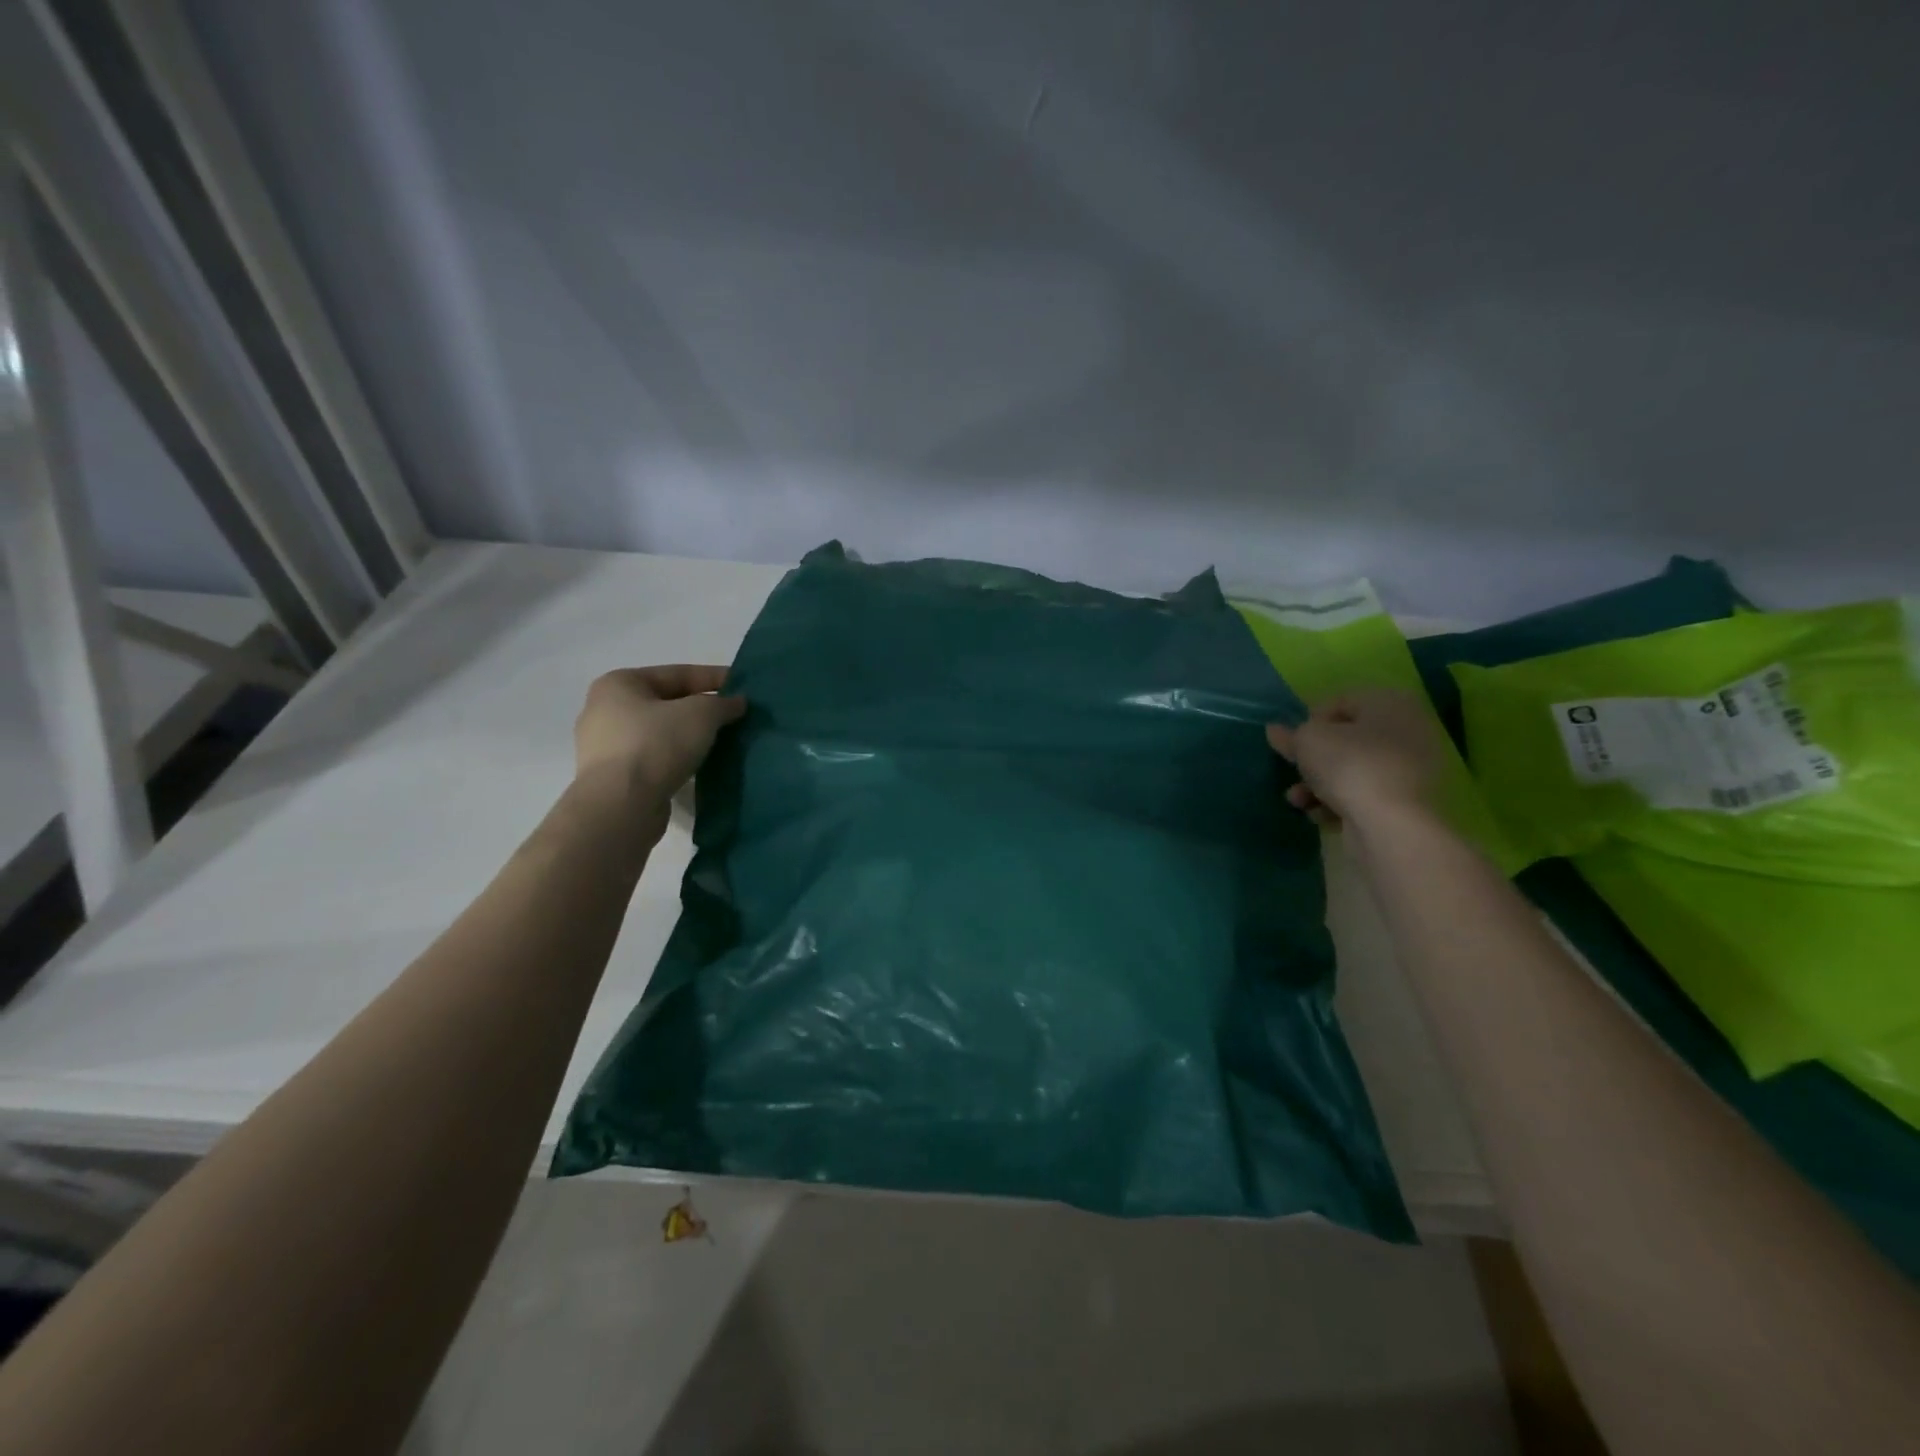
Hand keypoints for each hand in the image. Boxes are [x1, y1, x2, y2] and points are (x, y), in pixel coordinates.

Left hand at [574, 665, 745, 798]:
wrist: (621, 806)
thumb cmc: (656, 745)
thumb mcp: (700, 714)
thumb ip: (722, 703)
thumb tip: (736, 703)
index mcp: (618, 684)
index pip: (677, 674)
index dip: (714, 677)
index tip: (743, 686)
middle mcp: (605, 710)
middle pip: (667, 703)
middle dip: (702, 709)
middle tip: (735, 715)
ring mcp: (606, 747)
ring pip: (661, 733)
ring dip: (691, 736)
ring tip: (723, 741)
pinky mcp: (615, 778)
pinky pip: (655, 758)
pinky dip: (678, 757)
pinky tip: (701, 764)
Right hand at [1266, 688, 1441, 827]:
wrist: (1391, 826)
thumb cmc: (1350, 766)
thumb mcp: (1308, 740)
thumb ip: (1291, 734)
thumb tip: (1276, 731)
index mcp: (1391, 704)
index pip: (1342, 701)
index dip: (1311, 720)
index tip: (1294, 742)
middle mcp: (1408, 732)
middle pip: (1347, 740)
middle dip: (1314, 759)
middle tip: (1294, 770)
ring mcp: (1411, 770)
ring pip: (1352, 771)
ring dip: (1318, 784)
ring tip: (1298, 799)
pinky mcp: (1406, 803)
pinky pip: (1363, 795)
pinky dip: (1339, 803)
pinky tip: (1320, 816)